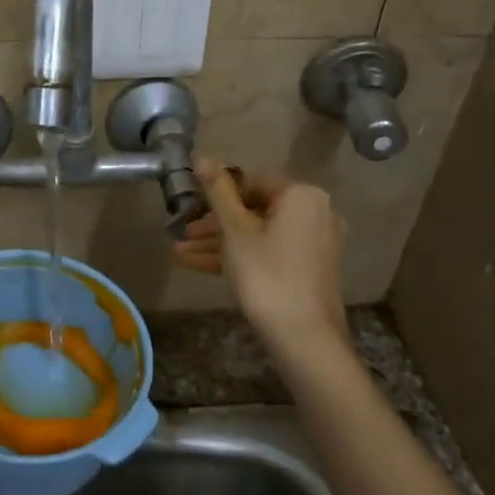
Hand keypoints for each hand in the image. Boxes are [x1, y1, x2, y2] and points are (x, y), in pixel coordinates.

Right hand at [174, 160, 349, 349]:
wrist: (303, 337)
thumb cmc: (266, 274)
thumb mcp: (235, 231)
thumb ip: (218, 192)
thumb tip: (203, 157)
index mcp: (301, 195)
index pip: (253, 181)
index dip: (218, 191)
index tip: (191, 205)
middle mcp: (315, 213)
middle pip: (255, 210)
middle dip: (214, 223)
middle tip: (183, 233)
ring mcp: (313, 244)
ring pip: (258, 235)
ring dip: (219, 243)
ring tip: (179, 253)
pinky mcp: (307, 270)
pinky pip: (268, 254)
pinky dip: (239, 257)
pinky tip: (198, 266)